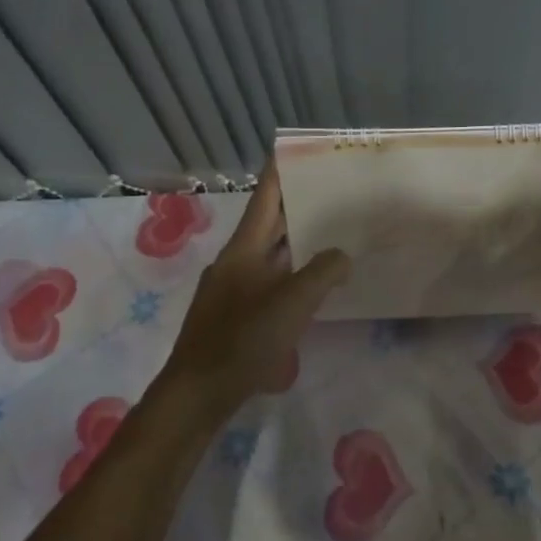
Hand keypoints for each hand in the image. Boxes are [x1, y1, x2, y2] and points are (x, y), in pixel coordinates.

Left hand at [155, 160, 350, 425]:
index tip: (293, 148)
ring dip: (295, 243)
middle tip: (329, 190)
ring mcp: (232, 289)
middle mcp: (236, 262)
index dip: (279, 172)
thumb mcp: (292, 303)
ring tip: (329, 234)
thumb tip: (341, 256)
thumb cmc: (243, 339)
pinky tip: (310, 288)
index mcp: (244, 249)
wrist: (198, 392)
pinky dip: (290, 274)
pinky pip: (268, 282)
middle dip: (295, 206)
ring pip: (269, 255)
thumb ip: (322, 273)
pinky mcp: (235, 316)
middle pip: (267, 224)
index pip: (264, 198)